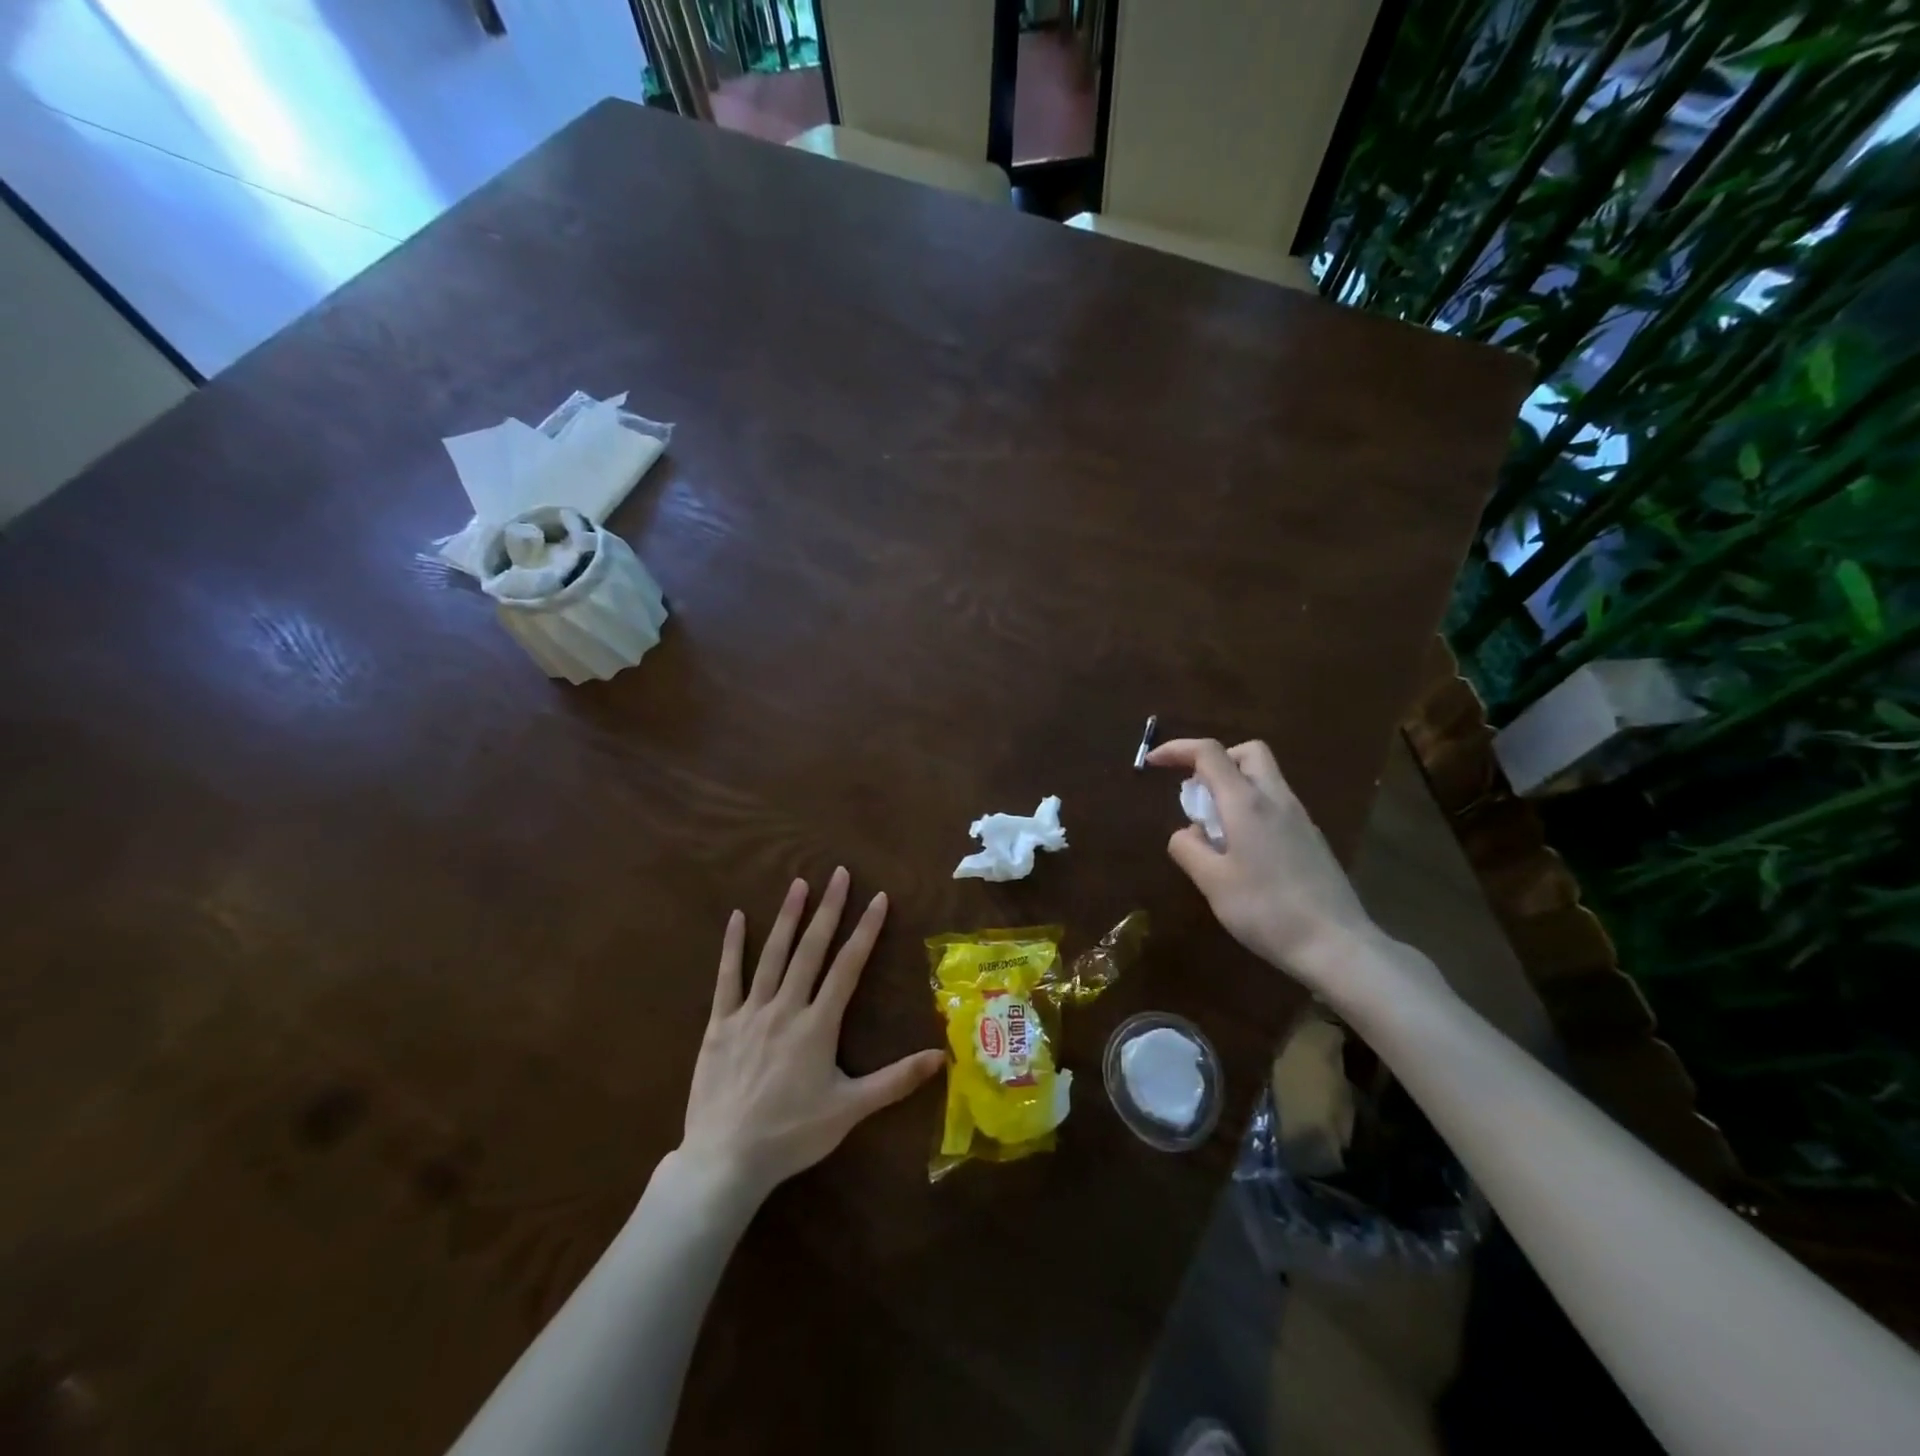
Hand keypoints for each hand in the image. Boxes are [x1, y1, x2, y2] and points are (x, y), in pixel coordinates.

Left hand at [679, 868, 943, 1201]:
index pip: (848, 966)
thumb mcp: (850, 1110)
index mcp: (818, 1024)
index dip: (865, 930)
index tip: (878, 898)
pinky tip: (738, 917)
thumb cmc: (792, 1134)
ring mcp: (750, 1012)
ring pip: (773, 954)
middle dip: (828, 909)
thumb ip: (896, 1080)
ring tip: (799, 882)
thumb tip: (942, 1056)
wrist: (727, 1159)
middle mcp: (786, 1007)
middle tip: (839, 874)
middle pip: (811, 949)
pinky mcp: (720, 1024)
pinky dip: (733, 946)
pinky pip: (727, 978)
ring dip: (788, 917)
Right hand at [1147, 738, 1381, 988]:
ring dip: (1233, 788)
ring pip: (1264, 779)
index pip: (1209, 754)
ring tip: (1214, 832)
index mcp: (1247, 803)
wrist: (1336, 945)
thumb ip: (1188, 849)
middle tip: (1197, 795)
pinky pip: (1275, 806)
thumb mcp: (1212, 882)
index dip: (1177, 749)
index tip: (1153, 763)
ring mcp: (1299, 818)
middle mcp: (1276, 800)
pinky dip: (1251, 810)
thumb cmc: (1266, 910)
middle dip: (1216, 761)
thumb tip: (1185, 833)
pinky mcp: (1312, 840)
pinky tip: (1243, 853)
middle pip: (1248, 753)